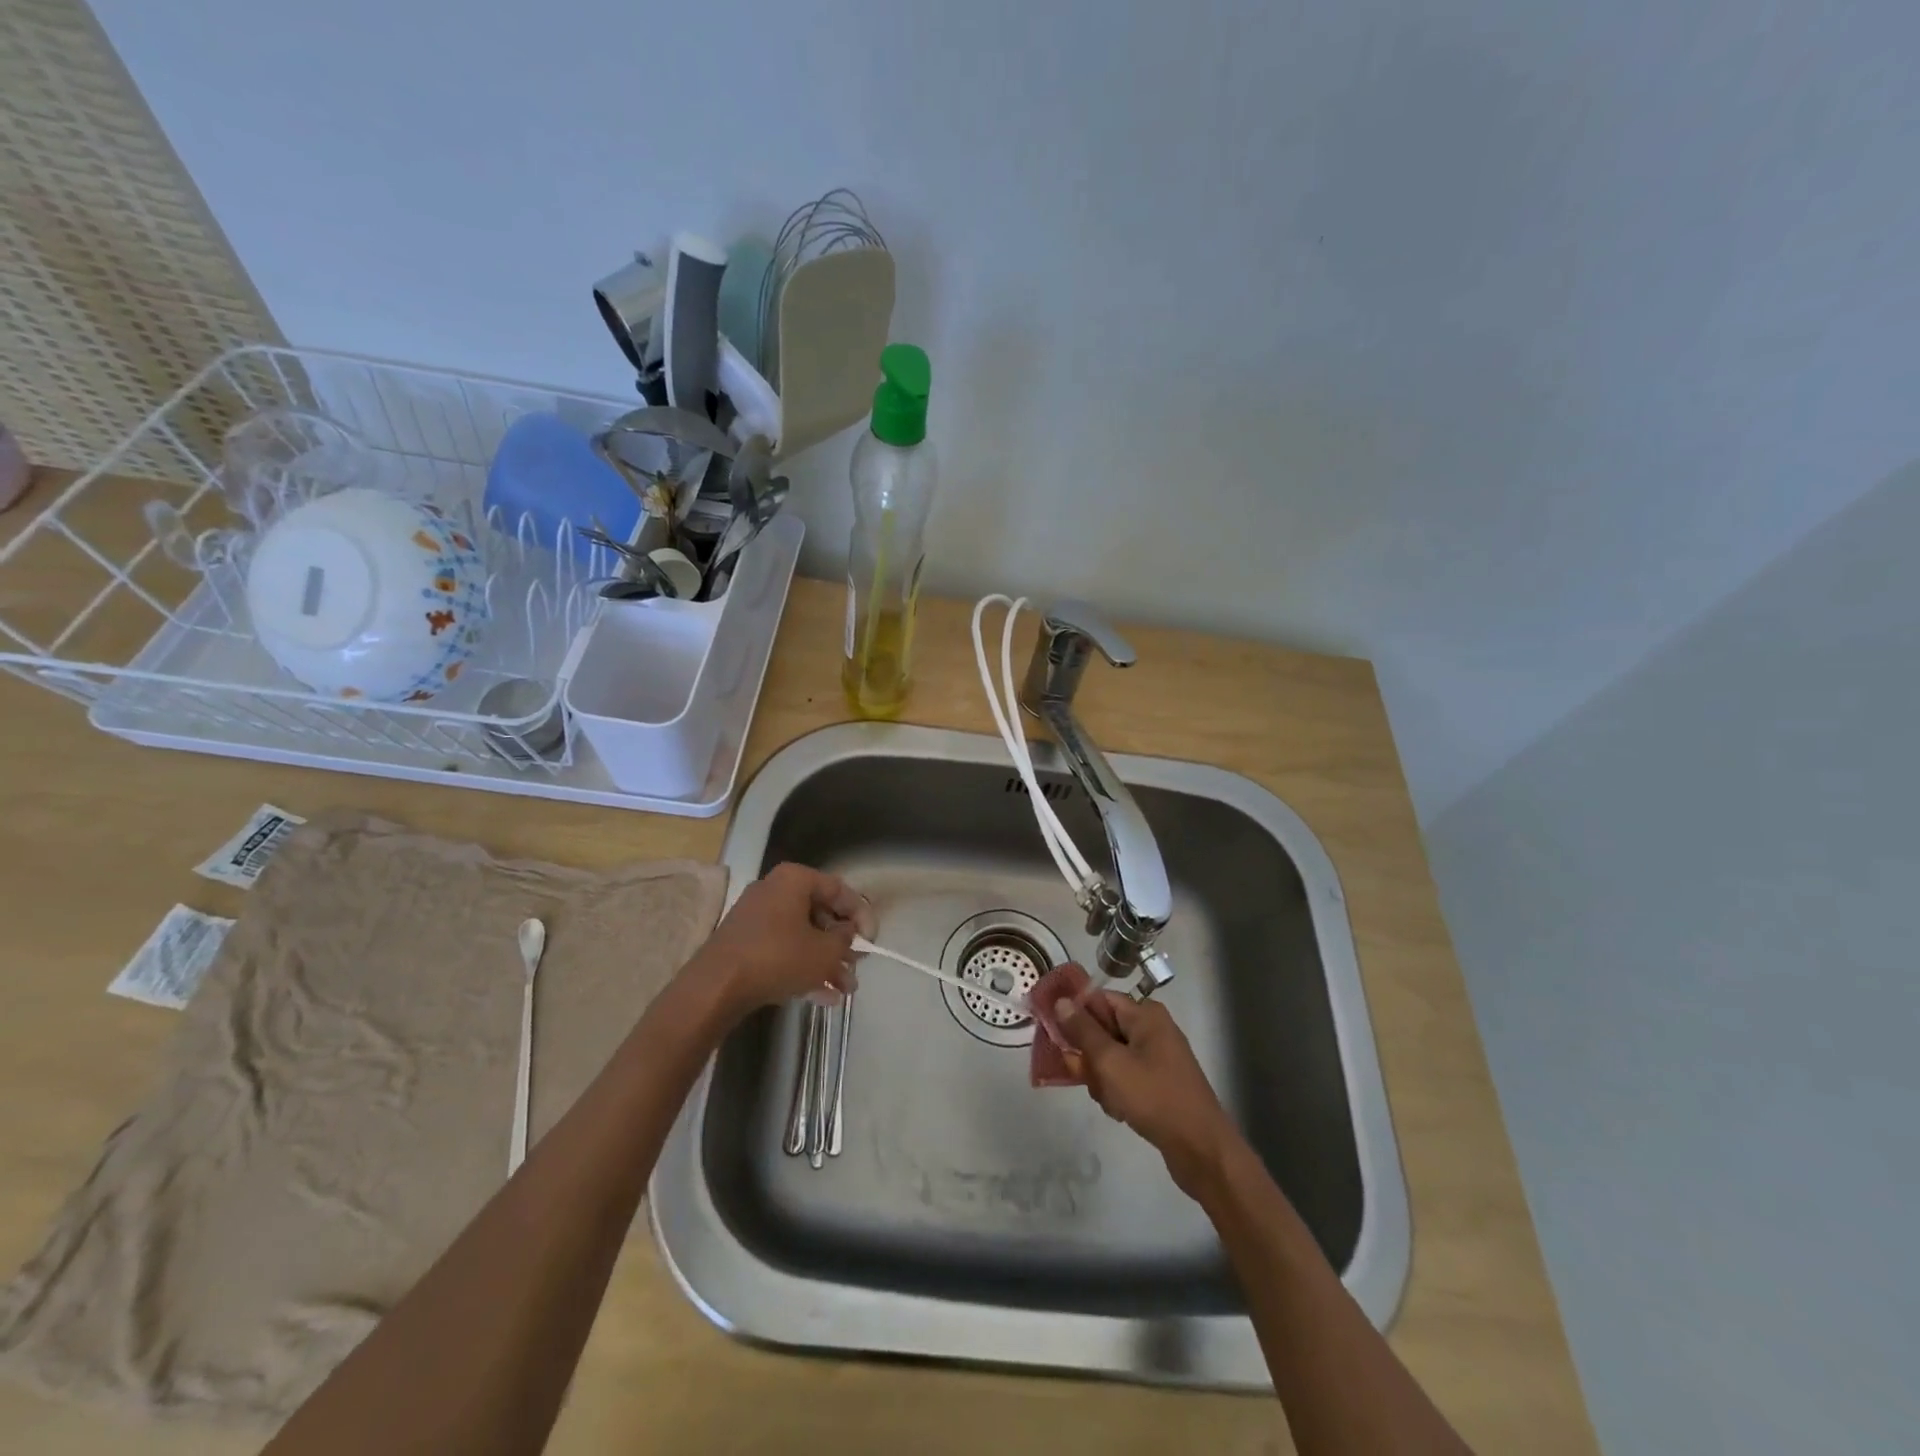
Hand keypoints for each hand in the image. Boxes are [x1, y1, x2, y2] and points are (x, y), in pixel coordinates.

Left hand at [689, 863, 873, 1016]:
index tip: (871, 941)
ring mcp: (757, 917)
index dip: (862, 915)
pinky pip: (784, 950)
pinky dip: (803, 968)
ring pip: (803, 936)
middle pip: (821, 913)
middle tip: (857, 966)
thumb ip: (845, 941)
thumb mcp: (824, 951)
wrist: (715, 987)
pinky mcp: (746, 943)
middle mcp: (775, 890)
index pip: (840, 889)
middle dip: (842, 944)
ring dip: (826, 962)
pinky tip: (823, 997)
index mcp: (795, 880)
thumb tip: (849, 935)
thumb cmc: (777, 957)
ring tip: (845, 990)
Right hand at [1052, 991, 1240, 1197]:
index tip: (1054, 1034)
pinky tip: (1120, 1111)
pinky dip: (1116, 1091)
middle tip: (1083, 1076)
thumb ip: (1082, 1031)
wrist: (1200, 1149)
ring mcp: (1158, 1057)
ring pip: (1111, 1057)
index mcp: (1145, 1014)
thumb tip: (1061, 1001)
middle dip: (1089, 1055)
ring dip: (1101, 1078)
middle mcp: (1152, 1029)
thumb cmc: (1153, 1097)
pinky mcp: (1159, 1082)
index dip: (1074, 1014)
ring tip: (1109, 1100)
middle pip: (1103, 1029)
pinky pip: (1125, 1076)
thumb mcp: (1110, 1062)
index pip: (1098, 999)